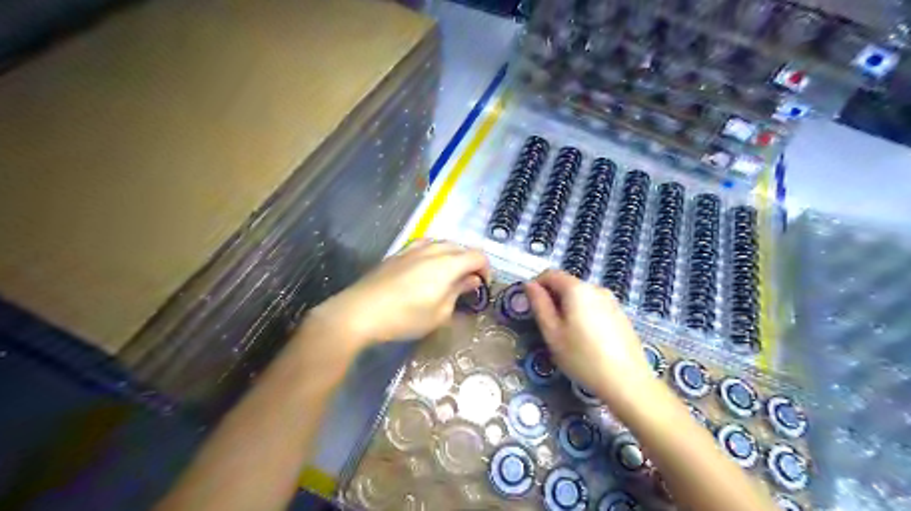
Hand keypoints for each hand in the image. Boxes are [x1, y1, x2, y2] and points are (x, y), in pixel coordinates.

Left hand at [308, 240, 491, 346]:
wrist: (360, 311)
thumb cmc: (405, 317)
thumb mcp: (439, 313)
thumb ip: (458, 292)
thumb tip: (471, 280)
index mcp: (447, 264)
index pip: (477, 256)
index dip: (486, 269)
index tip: (482, 286)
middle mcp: (433, 249)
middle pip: (461, 247)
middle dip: (470, 263)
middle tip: (468, 284)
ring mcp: (413, 248)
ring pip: (442, 244)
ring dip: (453, 256)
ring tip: (449, 275)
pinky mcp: (398, 253)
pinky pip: (425, 245)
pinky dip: (435, 253)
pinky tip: (428, 268)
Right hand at [527, 270, 655, 404]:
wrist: (627, 381)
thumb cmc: (582, 357)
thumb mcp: (553, 333)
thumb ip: (539, 305)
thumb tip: (529, 285)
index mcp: (577, 289)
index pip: (550, 274)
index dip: (536, 285)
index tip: (531, 306)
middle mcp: (596, 288)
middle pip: (567, 284)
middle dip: (553, 299)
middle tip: (548, 327)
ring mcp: (612, 301)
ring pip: (581, 296)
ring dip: (568, 308)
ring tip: (567, 336)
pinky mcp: (621, 315)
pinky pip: (595, 306)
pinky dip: (584, 315)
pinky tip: (587, 340)